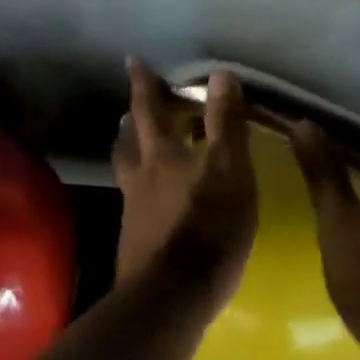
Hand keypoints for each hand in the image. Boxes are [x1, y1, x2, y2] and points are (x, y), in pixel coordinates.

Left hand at [113, 60, 257, 311]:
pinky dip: (142, 187)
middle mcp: (139, 177)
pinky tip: (154, 199)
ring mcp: (133, 210)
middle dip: (133, 118)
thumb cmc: (209, 228)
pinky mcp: (135, 240)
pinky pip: (135, 200)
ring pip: (128, 170)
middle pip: (130, 140)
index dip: (143, 84)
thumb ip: (226, 124)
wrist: (172, 296)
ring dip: (131, 151)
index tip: (133, 62)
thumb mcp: (230, 171)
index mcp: (161, 155)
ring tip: (136, 144)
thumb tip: (221, 74)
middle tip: (132, 107)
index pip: (149, 109)